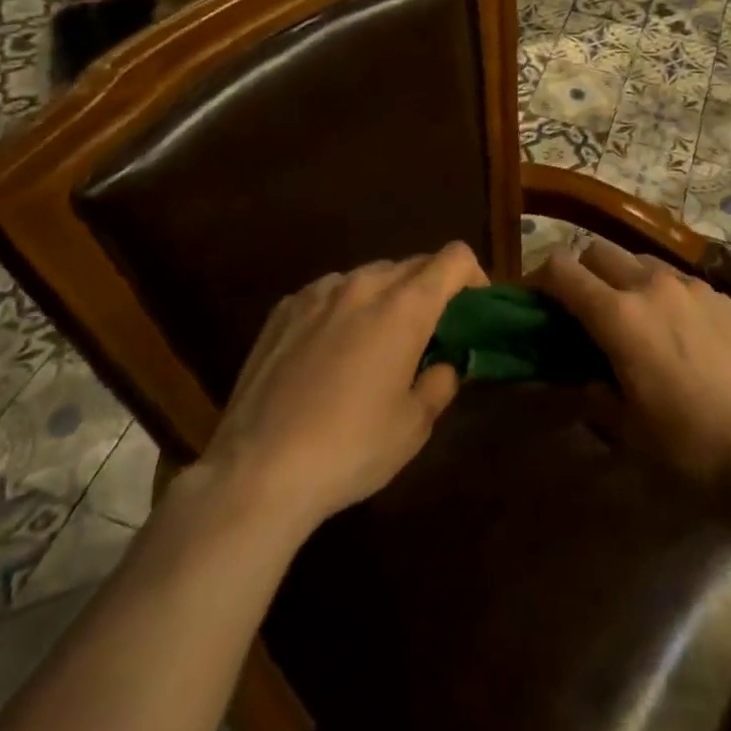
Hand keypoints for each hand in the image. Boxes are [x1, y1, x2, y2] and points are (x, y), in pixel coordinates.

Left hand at [195, 243, 486, 532]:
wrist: (256, 472)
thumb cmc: (349, 449)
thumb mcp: (413, 427)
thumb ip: (440, 383)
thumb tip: (443, 365)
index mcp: (405, 306)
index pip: (454, 258)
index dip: (473, 276)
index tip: (472, 310)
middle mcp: (363, 285)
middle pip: (412, 264)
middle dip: (430, 289)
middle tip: (429, 334)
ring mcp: (318, 293)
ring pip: (369, 277)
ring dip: (386, 298)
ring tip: (376, 343)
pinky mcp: (283, 310)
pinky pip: (328, 294)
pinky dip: (344, 309)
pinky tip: (329, 352)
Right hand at [532, 239, 730, 508]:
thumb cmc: (693, 445)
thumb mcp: (630, 432)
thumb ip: (597, 396)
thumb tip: (585, 379)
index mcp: (618, 315)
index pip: (563, 270)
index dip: (541, 278)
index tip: (537, 300)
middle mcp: (651, 286)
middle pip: (599, 251)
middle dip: (582, 271)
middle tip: (584, 310)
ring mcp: (691, 286)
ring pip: (641, 261)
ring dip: (624, 278)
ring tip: (634, 318)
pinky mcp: (723, 296)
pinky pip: (679, 280)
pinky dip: (664, 293)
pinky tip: (680, 332)